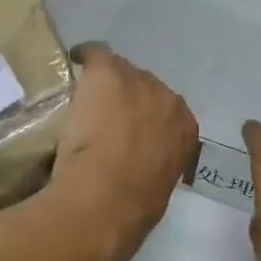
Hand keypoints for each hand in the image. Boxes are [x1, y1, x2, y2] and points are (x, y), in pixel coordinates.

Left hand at [48, 45, 196, 260]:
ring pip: (122, 72)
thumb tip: (145, 167)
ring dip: (108, 84)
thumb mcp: (160, 185)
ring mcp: (138, 84)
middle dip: (128, 98)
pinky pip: (95, 53)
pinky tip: (73, 60)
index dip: (145, 118)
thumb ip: (159, 165)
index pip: (167, 111)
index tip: (128, 130)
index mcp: (187, 129)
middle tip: (104, 116)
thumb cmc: (133, 208)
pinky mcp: (108, 74)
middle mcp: (169, 100)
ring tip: (86, 98)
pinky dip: (84, 56)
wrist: (105, 201)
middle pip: (146, 86)